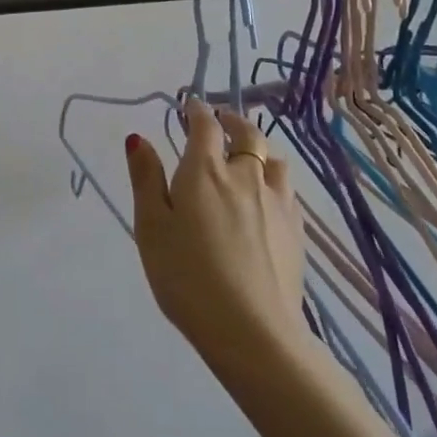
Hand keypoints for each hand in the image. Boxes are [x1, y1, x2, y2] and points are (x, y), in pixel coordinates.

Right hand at [125, 99, 303, 372]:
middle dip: (232, 122)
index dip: (197, 110)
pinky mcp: (296, 230)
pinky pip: (287, 189)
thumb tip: (139, 138)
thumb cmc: (187, 276)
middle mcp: (245, 175)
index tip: (190, 106)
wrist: (252, 331)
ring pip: (273, 159)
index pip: (205, 125)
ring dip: (258, 149)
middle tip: (220, 122)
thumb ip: (146, 179)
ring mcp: (277, 202)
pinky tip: (267, 197)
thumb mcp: (151, 227)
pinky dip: (273, 179)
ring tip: (247, 156)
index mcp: (205, 170)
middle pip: (247, 134)